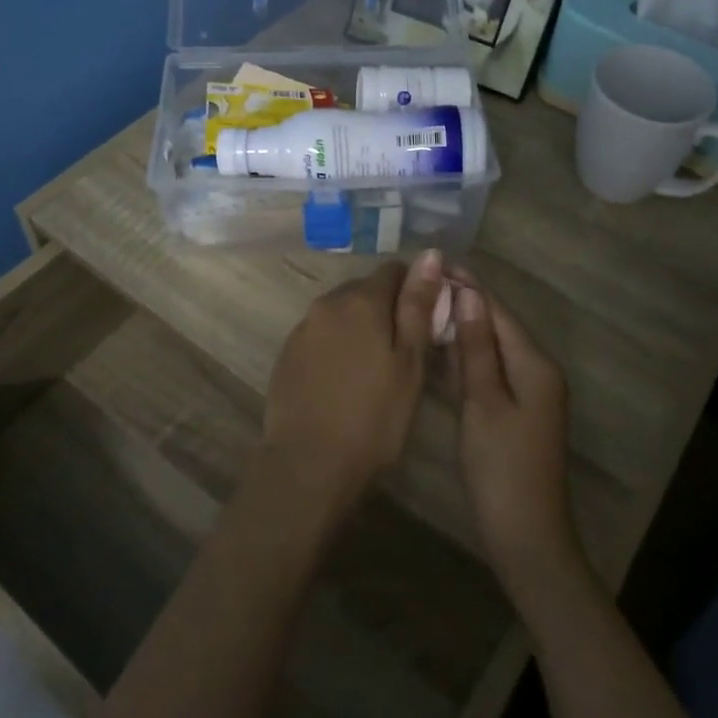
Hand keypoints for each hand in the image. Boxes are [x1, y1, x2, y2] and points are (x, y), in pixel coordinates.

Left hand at [259, 250, 443, 515]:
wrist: (308, 463)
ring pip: (340, 313)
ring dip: (358, 327)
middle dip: (385, 308)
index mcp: (362, 300)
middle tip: (403, 350)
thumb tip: (430, 254)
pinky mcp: (287, 353)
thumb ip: (417, 306)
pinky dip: (335, 346)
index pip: (394, 270)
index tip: (426, 320)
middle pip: (364, 290)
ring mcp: (303, 328)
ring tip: (372, 368)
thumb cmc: (374, 417)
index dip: (415, 289)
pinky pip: (319, 335)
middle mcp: (328, 303)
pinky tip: (342, 380)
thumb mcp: (409, 364)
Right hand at [449, 274, 584, 597]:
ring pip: (491, 348)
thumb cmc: (501, 468)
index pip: (497, 310)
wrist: (526, 537)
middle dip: (463, 304)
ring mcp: (528, 393)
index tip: (432, 265)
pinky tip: (438, 351)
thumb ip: (477, 348)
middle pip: (496, 326)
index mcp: (534, 364)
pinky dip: (466, 358)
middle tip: (418, 287)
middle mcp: (536, 371)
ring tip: (422, 309)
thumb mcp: (484, 403)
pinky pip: (489, 371)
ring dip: (462, 329)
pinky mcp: (515, 412)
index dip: (467, 286)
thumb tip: (470, 294)